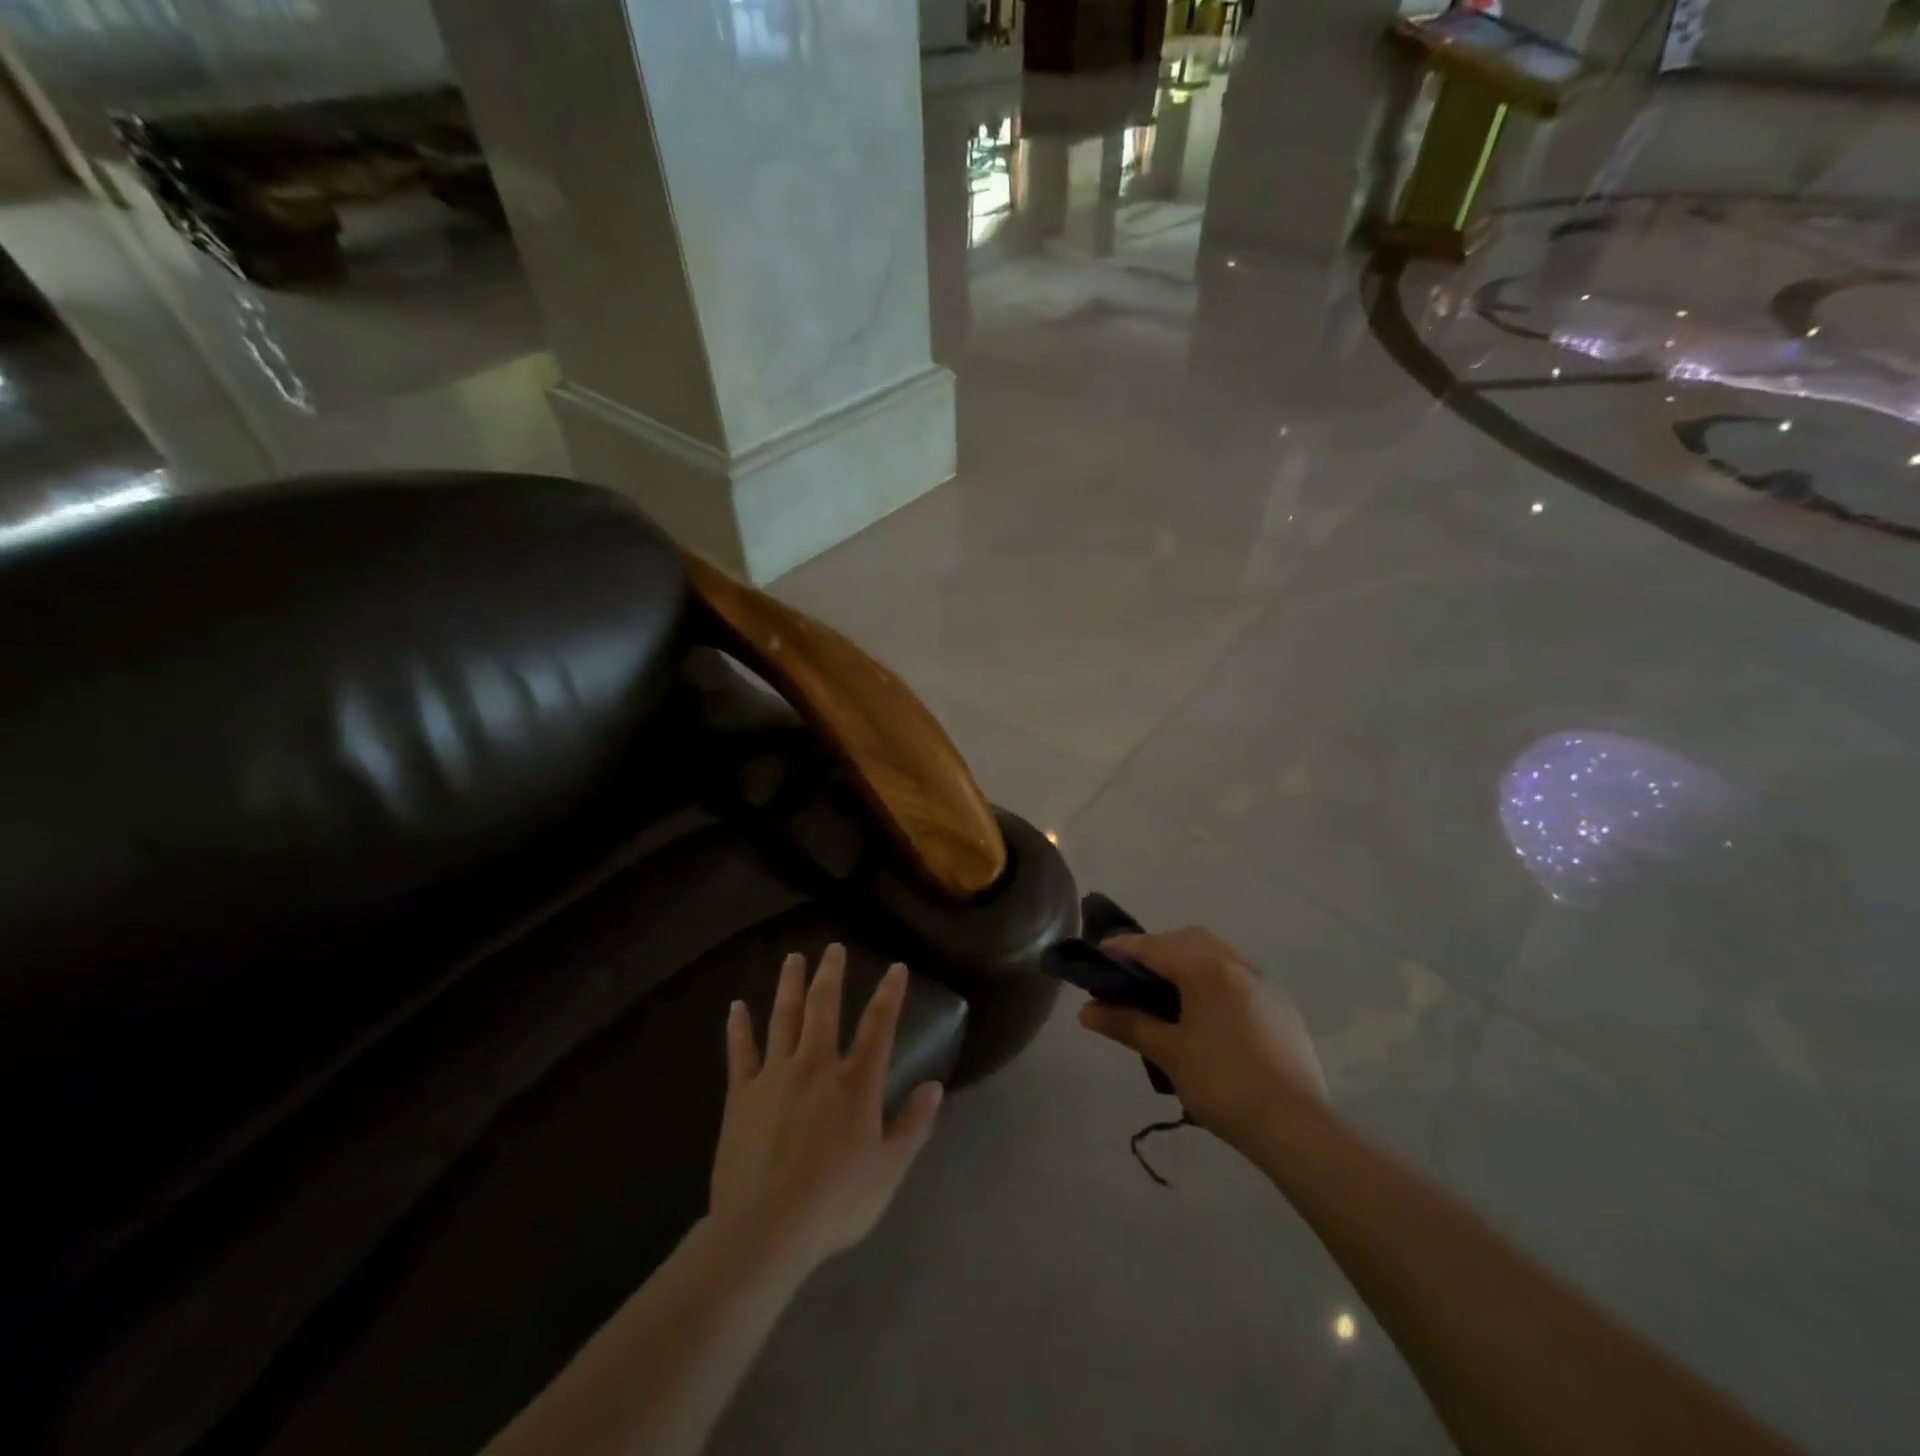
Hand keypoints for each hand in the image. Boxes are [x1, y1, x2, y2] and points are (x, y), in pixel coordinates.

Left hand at [708, 945, 943, 1274]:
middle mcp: (817, 1064)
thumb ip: (913, 1125)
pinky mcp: (741, 1094)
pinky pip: (741, 1051)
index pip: (879, 1025)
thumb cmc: (835, 1202)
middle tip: (833, 947)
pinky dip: (739, 1027)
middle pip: (824, 1007)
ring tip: (793, 959)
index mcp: (855, 1081)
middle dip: (831, 974)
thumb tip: (934, 1087)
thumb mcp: (888, 1170)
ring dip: (790, 985)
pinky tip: (736, 1007)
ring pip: (784, 1018)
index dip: (889, 994)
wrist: (765, 1229)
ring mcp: (775, 1075)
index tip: (896, 967)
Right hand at [1079, 926, 1327, 1149]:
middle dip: (1157, 950)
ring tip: (1167, 996)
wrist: (1296, 1127)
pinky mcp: (1281, 1007)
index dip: (1122, 949)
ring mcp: (1264, 984)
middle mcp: (1237, 965)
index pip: (1154, 946)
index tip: (1098, 957)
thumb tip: (1086, 1011)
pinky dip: (1213, 980)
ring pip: (1216, 955)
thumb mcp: (1168, 1053)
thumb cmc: (1223, 1084)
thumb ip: (1127, 1023)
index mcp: (1207, 969)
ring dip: (1187, 962)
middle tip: (1132, 976)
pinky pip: (1238, 977)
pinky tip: (1207, 1016)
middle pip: (1188, 940)